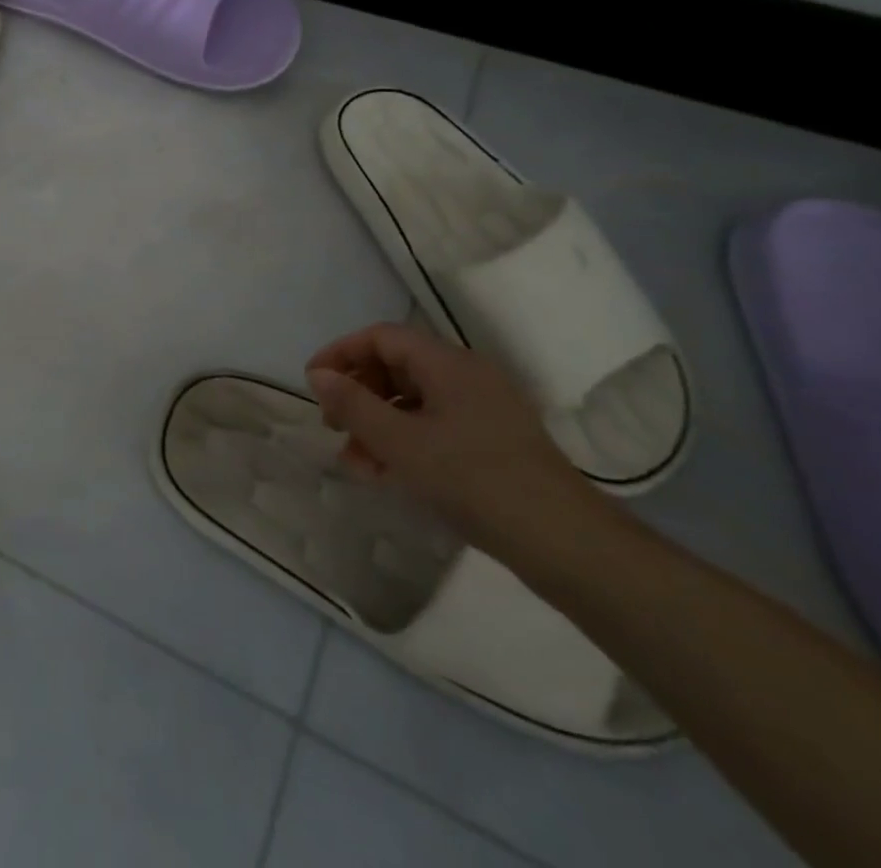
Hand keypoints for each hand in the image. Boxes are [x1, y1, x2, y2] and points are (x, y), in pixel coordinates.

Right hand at [305, 323, 605, 561]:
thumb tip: (318, 375)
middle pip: (396, 366)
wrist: (567, 544)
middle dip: (358, 393)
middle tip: (332, 424)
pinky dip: (404, 442)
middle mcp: (467, 376)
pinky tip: (388, 475)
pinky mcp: (493, 443)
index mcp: (448, 363)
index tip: (313, 383)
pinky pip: (434, 426)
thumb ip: (353, 404)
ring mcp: (484, 410)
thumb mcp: (400, 442)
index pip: (381, 337)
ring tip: (356, 462)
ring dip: (377, 424)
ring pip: (413, 401)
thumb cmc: (474, 480)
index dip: (341, 353)